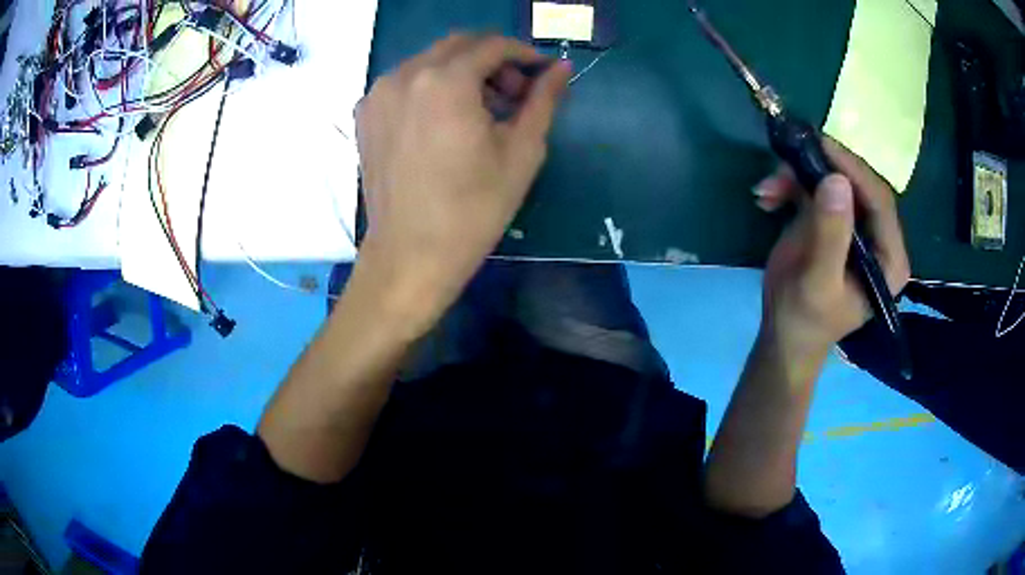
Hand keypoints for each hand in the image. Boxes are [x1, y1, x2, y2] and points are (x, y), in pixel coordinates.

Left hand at [354, 34, 571, 326]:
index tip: (541, 73)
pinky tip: (443, 121)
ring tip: (481, 111)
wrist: (410, 255)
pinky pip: (404, 82)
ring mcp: (378, 94)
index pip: (492, 45)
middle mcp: (405, 75)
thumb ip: (543, 101)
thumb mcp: (521, 153)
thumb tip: (561, 68)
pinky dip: (431, 87)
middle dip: (493, 60)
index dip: (524, 54)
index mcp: (445, 81)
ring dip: (462, 72)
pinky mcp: (365, 115)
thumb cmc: (473, 210)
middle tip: (513, 95)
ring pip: (430, 61)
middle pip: (458, 45)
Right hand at [752, 137, 909, 359]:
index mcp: (889, 259)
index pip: (880, 202)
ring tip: (768, 188)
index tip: (822, 147)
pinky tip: (767, 197)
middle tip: (788, 160)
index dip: (854, 171)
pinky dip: (789, 186)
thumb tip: (836, 181)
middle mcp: (879, 238)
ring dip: (798, 177)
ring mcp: (855, 227)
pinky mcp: (832, 220)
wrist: (783, 336)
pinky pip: (815, 188)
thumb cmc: (804, 319)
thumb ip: (830, 235)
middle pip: (857, 185)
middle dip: (821, 171)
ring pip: (833, 182)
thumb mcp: (817, 282)